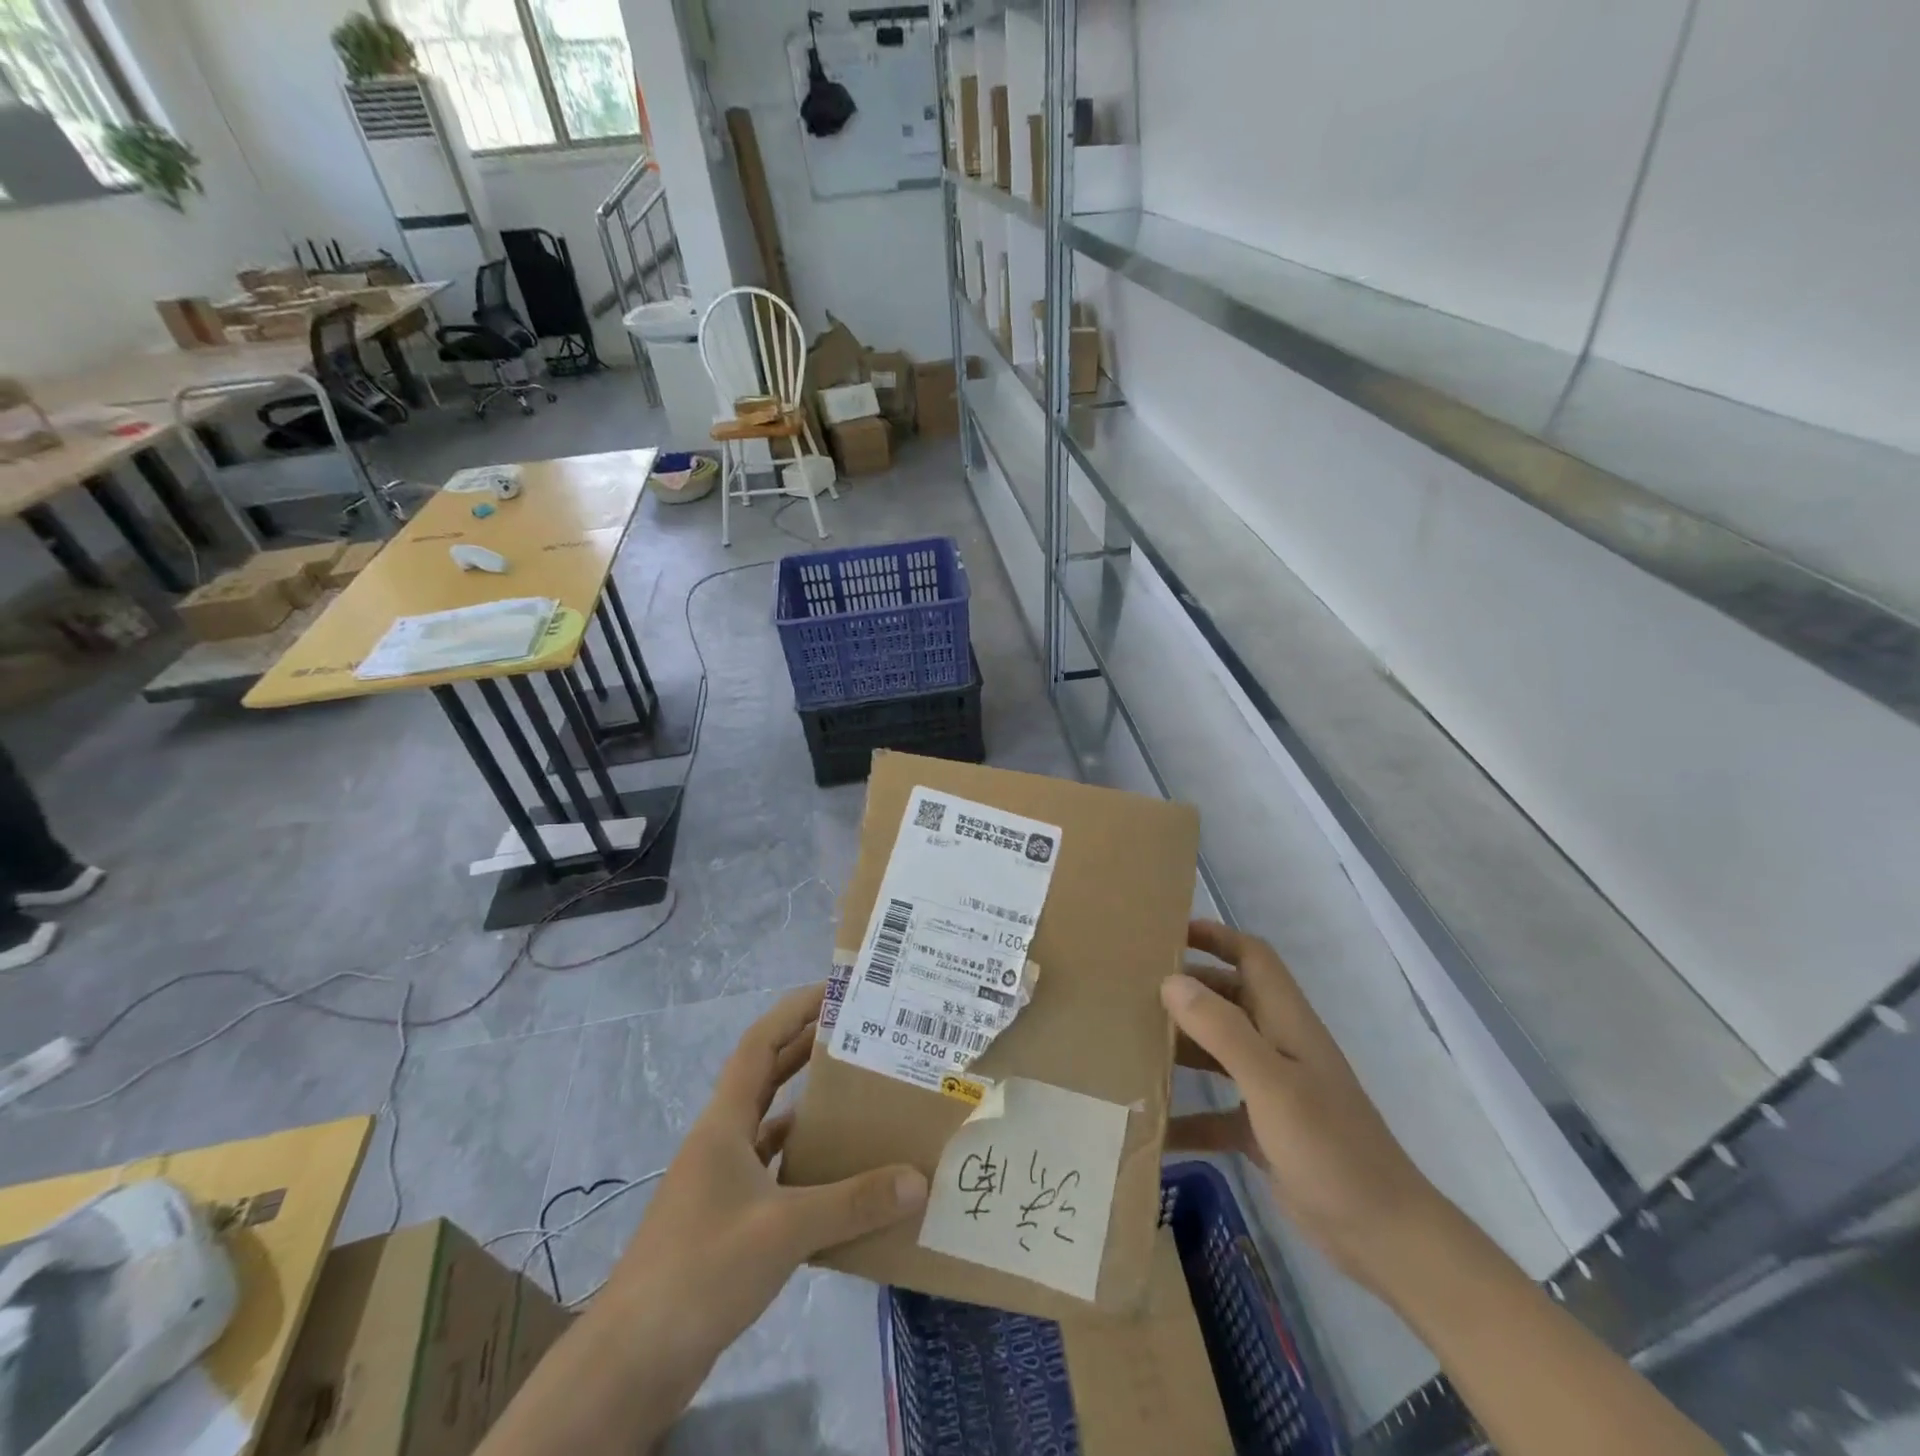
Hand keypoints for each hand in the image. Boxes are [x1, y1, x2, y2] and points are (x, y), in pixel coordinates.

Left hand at [594, 984, 927, 1416]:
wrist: (633, 1361)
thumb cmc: (701, 1270)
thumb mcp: (784, 1231)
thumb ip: (852, 1203)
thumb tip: (917, 1179)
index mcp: (724, 1124)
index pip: (759, 1045)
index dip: (793, 1012)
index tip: (833, 992)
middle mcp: (721, 1142)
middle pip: (766, 1078)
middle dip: (807, 1052)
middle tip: (860, 1038)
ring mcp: (720, 1183)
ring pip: (770, 1127)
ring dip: (808, 1110)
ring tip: (860, 1098)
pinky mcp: (726, 1222)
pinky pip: (773, 1174)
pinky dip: (803, 1165)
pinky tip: (837, 1175)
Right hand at [1164, 920, 1443, 1291]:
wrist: (1384, 1238)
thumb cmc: (1330, 1148)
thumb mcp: (1272, 1084)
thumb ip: (1222, 1031)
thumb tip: (1171, 981)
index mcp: (1287, 1022)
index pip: (1252, 957)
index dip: (1216, 936)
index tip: (1167, 933)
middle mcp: (1278, 1046)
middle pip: (1228, 1000)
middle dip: (1186, 990)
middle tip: (1132, 990)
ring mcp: (1272, 1090)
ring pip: (1217, 1051)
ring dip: (1181, 1046)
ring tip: (1130, 1044)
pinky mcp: (1263, 1131)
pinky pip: (1215, 1111)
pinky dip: (1188, 1115)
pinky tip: (1153, 1126)